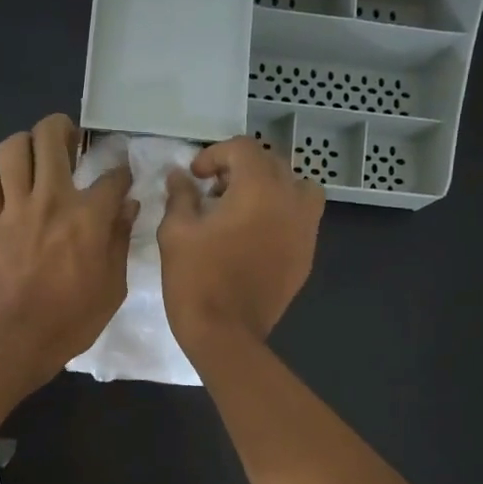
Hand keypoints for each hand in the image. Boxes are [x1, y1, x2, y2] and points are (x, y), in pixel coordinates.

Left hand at [0, 114, 136, 389]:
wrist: (18, 338)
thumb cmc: (73, 319)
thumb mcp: (113, 286)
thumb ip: (120, 240)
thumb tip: (127, 207)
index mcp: (89, 216)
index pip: (112, 176)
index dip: (121, 171)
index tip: (122, 176)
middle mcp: (51, 199)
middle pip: (50, 136)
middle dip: (62, 128)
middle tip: (69, 141)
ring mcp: (14, 208)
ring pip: (11, 149)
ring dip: (24, 146)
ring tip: (33, 158)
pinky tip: (2, 193)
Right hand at [160, 136, 324, 357]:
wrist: (225, 334)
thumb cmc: (196, 279)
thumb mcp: (176, 232)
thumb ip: (180, 195)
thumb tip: (180, 176)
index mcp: (259, 188)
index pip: (243, 149)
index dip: (215, 155)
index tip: (195, 176)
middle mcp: (291, 201)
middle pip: (273, 163)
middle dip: (242, 169)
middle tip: (214, 191)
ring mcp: (305, 230)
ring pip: (298, 188)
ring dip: (271, 188)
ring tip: (245, 208)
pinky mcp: (307, 255)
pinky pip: (302, 219)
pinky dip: (282, 215)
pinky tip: (255, 236)